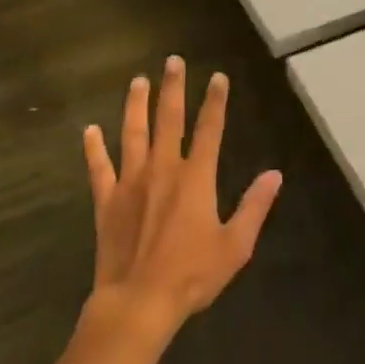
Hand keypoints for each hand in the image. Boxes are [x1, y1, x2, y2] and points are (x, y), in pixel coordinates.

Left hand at [82, 56, 282, 339]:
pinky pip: (98, 168)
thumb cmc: (191, 275)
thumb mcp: (235, 245)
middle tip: (173, 60)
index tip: (218, 77)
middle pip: (169, 119)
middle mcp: (163, 169)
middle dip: (173, 87)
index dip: (215, 101)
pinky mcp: (107, 201)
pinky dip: (93, 149)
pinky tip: (89, 131)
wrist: (138, 303)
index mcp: (196, 177)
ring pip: (133, 133)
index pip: (210, 129)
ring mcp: (131, 182)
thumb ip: (254, 206)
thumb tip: (275, 174)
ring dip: (136, 105)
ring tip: (137, 81)